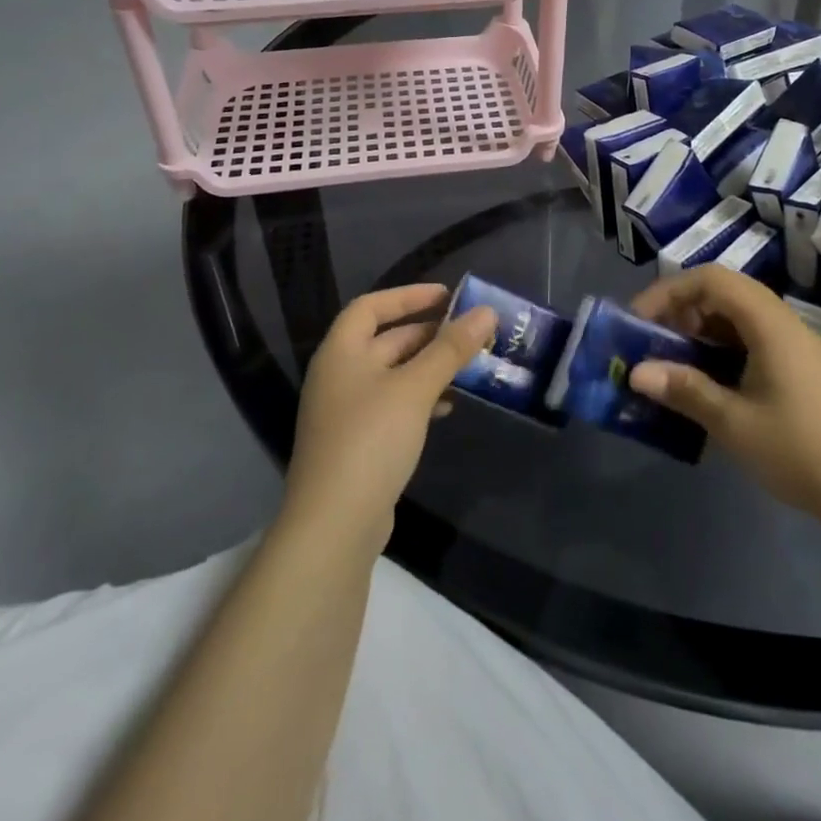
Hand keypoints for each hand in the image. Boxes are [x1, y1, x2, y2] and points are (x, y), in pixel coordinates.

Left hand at [283, 283, 495, 553]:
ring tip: (467, 367)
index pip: (371, 306)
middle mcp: (338, 375)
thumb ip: (450, 349)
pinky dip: (420, 398)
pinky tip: (448, 406)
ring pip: (393, 374)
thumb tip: (486, 312)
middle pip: (384, 340)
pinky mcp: (358, 443)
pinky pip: (393, 405)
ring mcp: (346, 412)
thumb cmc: (371, 439)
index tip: (447, 295)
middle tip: (468, 332)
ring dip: (428, 367)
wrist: (334, 525)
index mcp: (341, 352)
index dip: (408, 296)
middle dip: (427, 333)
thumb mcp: (415, 388)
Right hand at [627, 266, 820, 536]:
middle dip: (682, 312)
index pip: (712, 280)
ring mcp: (798, 348)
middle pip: (725, 295)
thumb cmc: (802, 452)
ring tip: (672, 365)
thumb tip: (635, 372)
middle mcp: (785, 324)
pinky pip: (754, 343)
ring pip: (739, 321)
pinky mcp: (804, 372)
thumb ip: (684, 390)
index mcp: (770, 324)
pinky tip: (709, 386)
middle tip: (651, 344)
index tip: (638, 320)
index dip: (669, 292)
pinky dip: (723, 353)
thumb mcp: (735, 423)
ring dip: (702, 334)